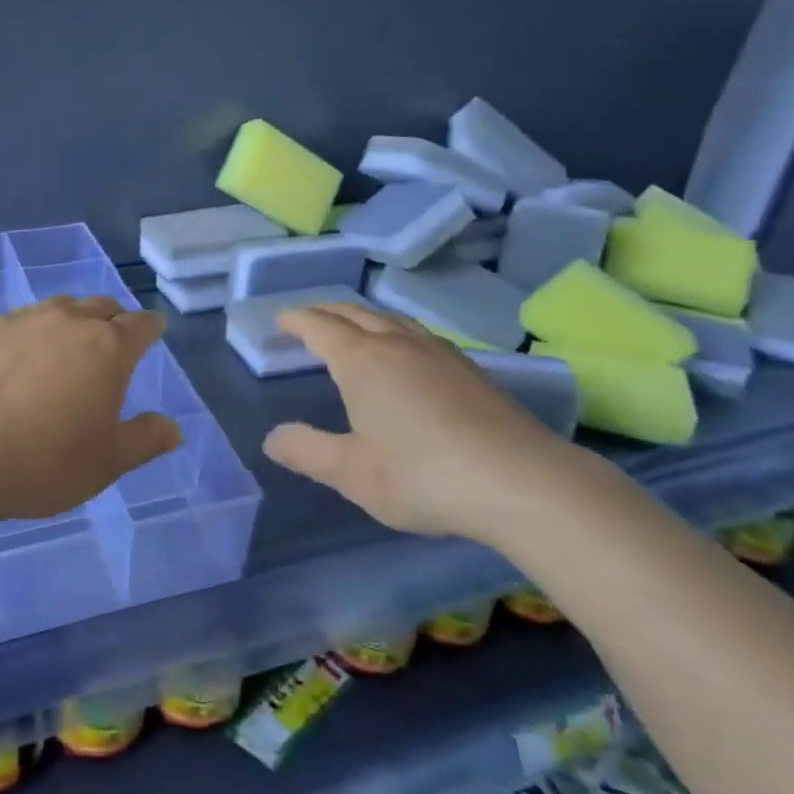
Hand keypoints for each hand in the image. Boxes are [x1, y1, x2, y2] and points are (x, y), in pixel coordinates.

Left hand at [0, 296, 183, 522]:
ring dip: (72, 321)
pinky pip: (19, 323)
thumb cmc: (44, 461)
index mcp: (107, 347)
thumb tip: (173, 429)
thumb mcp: (106, 462)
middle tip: (114, 340)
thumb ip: (145, 440)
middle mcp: (68, 322)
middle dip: (114, 319)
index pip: (141, 325)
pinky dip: (32, 334)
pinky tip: (20, 360)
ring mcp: (22, 322)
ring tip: (68, 345)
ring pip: (59, 308)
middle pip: (101, 307)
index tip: (155, 330)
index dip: (152, 327)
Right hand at [263, 302, 601, 545]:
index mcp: (362, 361)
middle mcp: (398, 344)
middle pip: (354, 313)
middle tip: (306, 320)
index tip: (279, 320)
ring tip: (352, 329)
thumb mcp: (353, 473)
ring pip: (390, 319)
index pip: (320, 326)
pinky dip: (394, 330)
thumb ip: (307, 451)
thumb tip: (273, 437)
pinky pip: (417, 333)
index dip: (296, 320)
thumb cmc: (423, 475)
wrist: (520, 481)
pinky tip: (406, 353)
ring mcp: (438, 352)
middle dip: (325, 312)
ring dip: (362, 317)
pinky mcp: (469, 367)